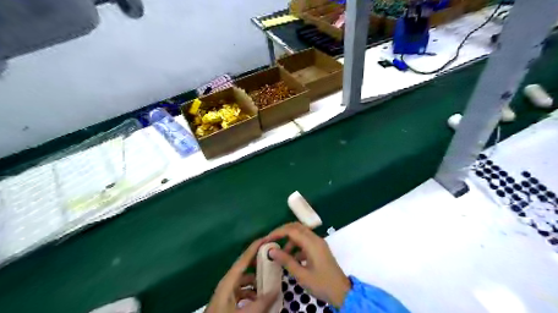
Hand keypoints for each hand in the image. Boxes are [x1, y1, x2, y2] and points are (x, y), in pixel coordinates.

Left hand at [205, 238, 279, 311]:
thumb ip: (262, 302)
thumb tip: (276, 289)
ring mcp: (227, 291)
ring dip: (257, 279)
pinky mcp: (228, 300)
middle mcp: (228, 282)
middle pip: (245, 266)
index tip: (268, 238)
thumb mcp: (245, 312)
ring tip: (270, 281)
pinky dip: (252, 291)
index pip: (244, 258)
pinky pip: (243, 290)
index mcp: (229, 280)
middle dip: (259, 261)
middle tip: (273, 257)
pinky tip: (260, 298)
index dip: (255, 247)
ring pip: (245, 279)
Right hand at [265, 222, 347, 308]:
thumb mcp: (301, 275)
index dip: (278, 232)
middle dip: (283, 232)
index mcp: (312, 243)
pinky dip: (297, 246)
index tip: (267, 239)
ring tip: (281, 254)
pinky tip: (292, 258)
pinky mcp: (320, 249)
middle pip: (297, 227)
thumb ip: (286, 261)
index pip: (292, 230)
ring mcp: (319, 243)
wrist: (342, 293)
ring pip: (301, 234)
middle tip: (272, 240)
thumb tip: (271, 250)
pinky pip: (306, 241)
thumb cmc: (321, 284)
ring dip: (290, 240)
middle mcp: (316, 239)